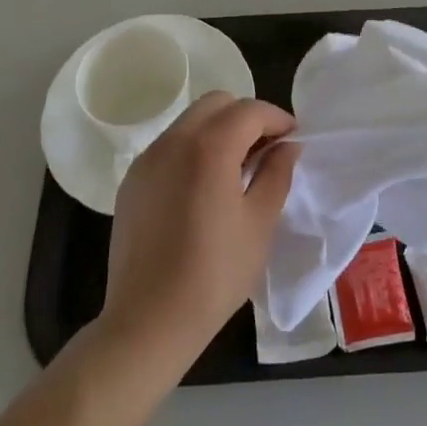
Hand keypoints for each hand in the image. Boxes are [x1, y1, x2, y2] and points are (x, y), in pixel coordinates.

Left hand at [99, 92, 299, 370]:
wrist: (148, 321)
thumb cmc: (214, 274)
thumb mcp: (259, 223)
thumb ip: (277, 174)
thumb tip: (287, 146)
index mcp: (209, 147)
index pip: (250, 110)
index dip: (277, 119)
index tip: (293, 139)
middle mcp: (174, 141)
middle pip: (216, 103)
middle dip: (246, 116)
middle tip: (266, 149)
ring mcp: (148, 159)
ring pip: (190, 121)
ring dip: (219, 130)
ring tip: (237, 168)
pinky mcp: (133, 180)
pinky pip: (169, 146)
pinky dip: (193, 148)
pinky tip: (204, 187)